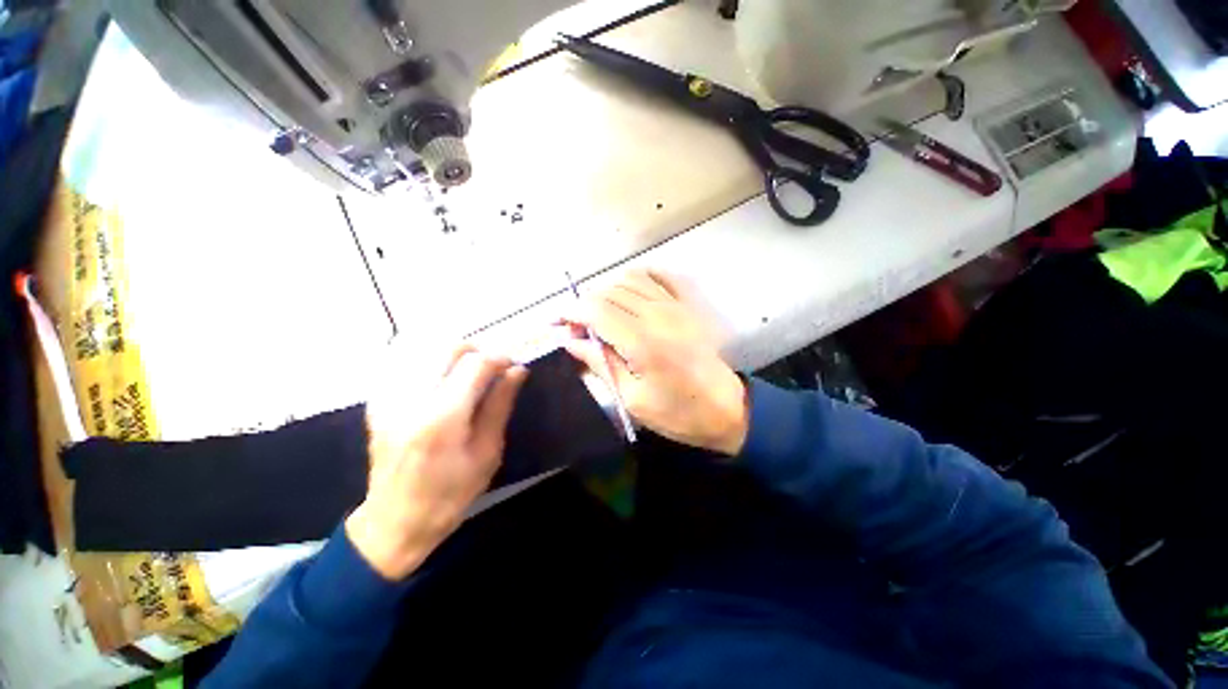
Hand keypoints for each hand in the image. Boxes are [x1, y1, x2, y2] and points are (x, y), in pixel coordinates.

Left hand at [347, 345, 527, 580]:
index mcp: (442, 417)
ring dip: (456, 357)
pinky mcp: (379, 403)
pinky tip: (443, 385)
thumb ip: (500, 405)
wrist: (394, 521)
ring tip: (470, 376)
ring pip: (428, 351)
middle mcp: (412, 399)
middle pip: (449, 347)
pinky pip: (409, 366)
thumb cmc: (450, 493)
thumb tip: (518, 371)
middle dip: (478, 352)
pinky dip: (433, 366)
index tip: (513, 367)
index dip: (500, 358)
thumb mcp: (487, 452)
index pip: (475, 363)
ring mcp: (390, 399)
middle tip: (492, 371)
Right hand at [563, 270, 748, 455]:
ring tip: (598, 315)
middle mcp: (657, 314)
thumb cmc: (677, 413)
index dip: (570, 312)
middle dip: (584, 305)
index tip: (556, 323)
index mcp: (641, 341)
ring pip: (629, 280)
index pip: (596, 310)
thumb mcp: (631, 398)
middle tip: (576, 328)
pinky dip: (637, 278)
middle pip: (608, 292)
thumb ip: (600, 363)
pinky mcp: (685, 306)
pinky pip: (657, 277)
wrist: (724, 409)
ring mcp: (674, 306)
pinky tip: (628, 293)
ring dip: (606, 292)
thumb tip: (569, 340)